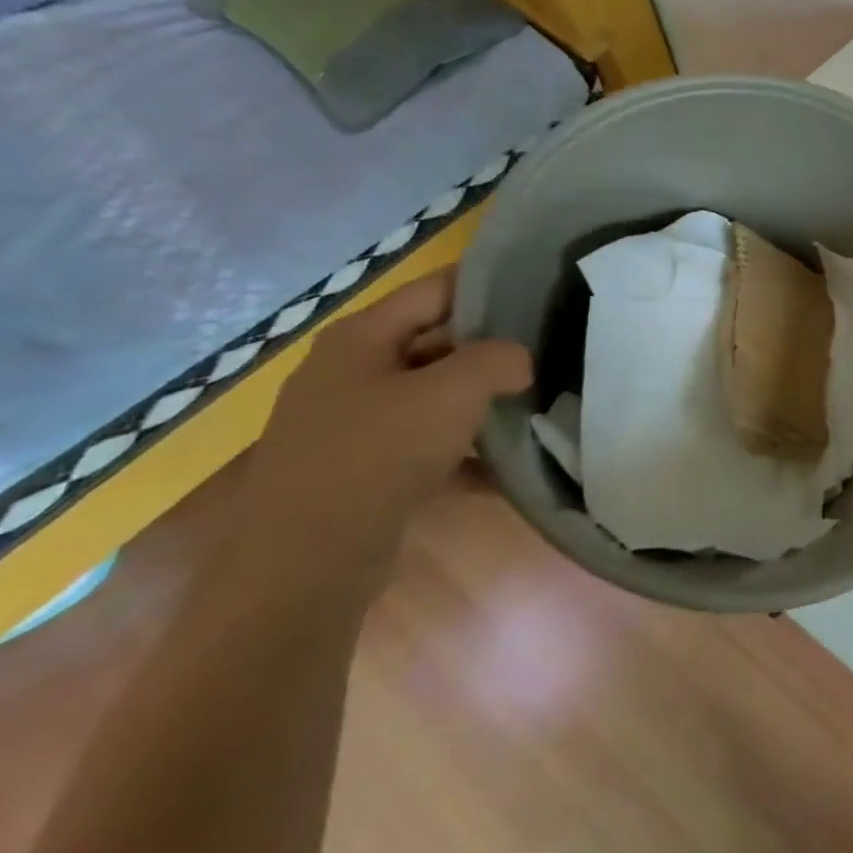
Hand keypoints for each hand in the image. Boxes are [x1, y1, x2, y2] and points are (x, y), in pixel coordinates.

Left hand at [214, 269, 530, 601]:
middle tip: (547, 354)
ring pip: (432, 396)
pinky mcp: (359, 469)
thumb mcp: (454, 392)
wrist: (304, 565)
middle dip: (491, 350)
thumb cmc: (378, 455)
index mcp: (360, 337)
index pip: (437, 289)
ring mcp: (350, 423)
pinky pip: (422, 445)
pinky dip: (461, 453)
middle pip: (437, 342)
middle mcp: (349, 371)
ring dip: (480, 403)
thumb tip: (519, 360)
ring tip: (534, 406)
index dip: (491, 287)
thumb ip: (498, 359)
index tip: (542, 296)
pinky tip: (504, 469)